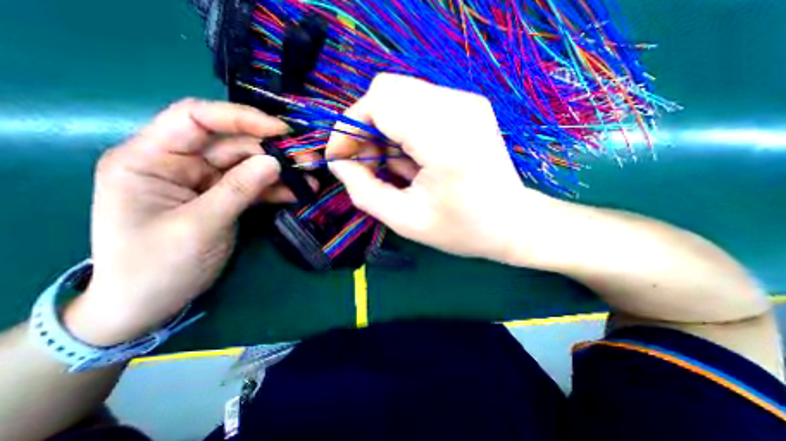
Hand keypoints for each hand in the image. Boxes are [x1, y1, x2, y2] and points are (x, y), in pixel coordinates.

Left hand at [63, 97, 295, 345]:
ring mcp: (207, 181)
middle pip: (233, 143)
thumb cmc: (156, 265)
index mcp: (152, 158)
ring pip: (250, 165)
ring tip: (310, 179)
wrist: (150, 303)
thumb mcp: (199, 225)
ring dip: (282, 171)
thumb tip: (274, 162)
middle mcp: (181, 163)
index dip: (241, 118)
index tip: (281, 130)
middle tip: (309, 160)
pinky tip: (300, 193)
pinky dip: (278, 189)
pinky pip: (256, 186)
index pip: (197, 118)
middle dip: (273, 149)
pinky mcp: (226, 198)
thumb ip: (237, 190)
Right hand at [326, 74, 564, 265]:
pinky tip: (410, 158)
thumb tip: (339, 163)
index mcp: (444, 139)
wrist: (512, 223)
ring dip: (382, 128)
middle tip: (365, 164)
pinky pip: (417, 104)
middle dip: (364, 127)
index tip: (341, 158)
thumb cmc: (461, 229)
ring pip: (400, 95)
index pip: (379, 103)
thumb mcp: (405, 220)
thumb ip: (363, 191)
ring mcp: (466, 101)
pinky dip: (401, 128)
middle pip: (386, 91)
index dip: (349, 128)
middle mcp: (458, 107)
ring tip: (389, 166)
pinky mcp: (468, 105)